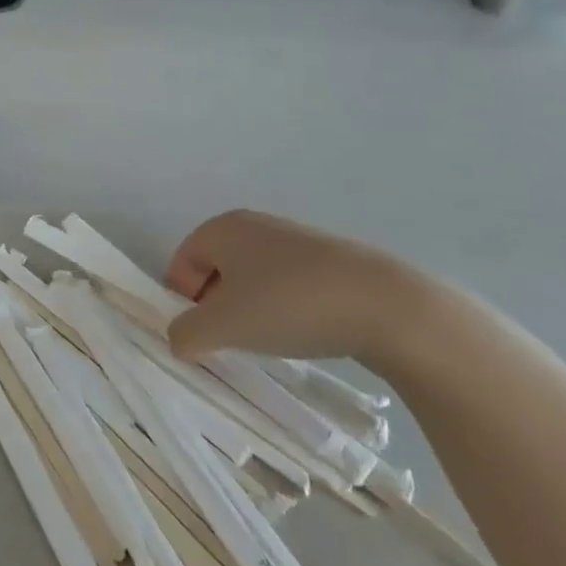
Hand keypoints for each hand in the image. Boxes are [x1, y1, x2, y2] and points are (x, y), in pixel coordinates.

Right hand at [164, 209, 466, 372]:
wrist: (387, 306)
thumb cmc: (289, 306)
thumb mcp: (223, 326)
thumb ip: (185, 333)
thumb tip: (178, 338)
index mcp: (222, 228)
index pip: (182, 263)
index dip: (182, 301)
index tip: (201, 335)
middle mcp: (255, 225)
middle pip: (216, 270)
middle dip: (216, 307)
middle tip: (231, 340)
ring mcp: (295, 240)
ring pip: (253, 279)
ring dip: (251, 310)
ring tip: (270, 340)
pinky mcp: (330, 260)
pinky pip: (288, 284)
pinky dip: (285, 308)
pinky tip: (303, 332)